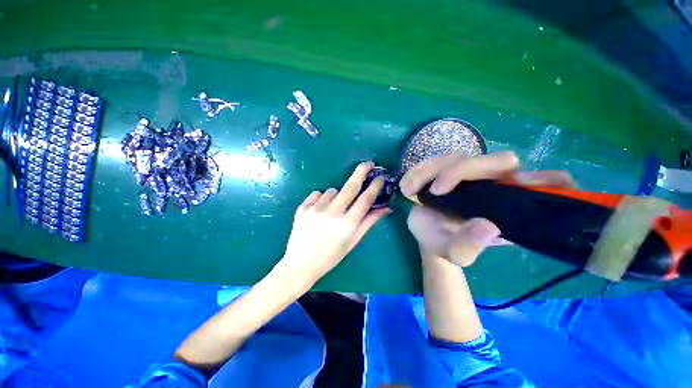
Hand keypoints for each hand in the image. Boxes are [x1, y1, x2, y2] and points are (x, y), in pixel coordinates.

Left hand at [280, 162, 390, 284]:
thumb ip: (369, 222)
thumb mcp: (352, 241)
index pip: (365, 200)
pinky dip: (321, 199)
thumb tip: (386, 208)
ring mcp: (316, 209)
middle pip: (350, 187)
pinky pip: (317, 194)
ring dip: (336, 195)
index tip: (380, 177)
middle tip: (368, 163)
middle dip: (361, 172)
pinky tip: (319, 212)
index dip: (375, 186)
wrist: (301, 264)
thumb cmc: (331, 256)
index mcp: (348, 224)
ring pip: (332, 191)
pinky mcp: (303, 207)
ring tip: (331, 210)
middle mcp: (333, 213)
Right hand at [400, 151, 575, 265]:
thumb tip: (486, 225)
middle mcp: (496, 182)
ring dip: (431, 171)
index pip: (549, 183)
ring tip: (410, 190)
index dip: (549, 182)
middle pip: (499, 160)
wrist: (426, 231)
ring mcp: (471, 172)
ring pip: (460, 156)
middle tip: (434, 192)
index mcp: (510, 205)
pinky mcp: (448, 167)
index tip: (515, 191)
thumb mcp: (454, 253)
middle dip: (461, 172)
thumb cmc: (444, 241)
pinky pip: (436, 160)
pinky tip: (408, 185)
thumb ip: (468, 247)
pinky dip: (419, 170)